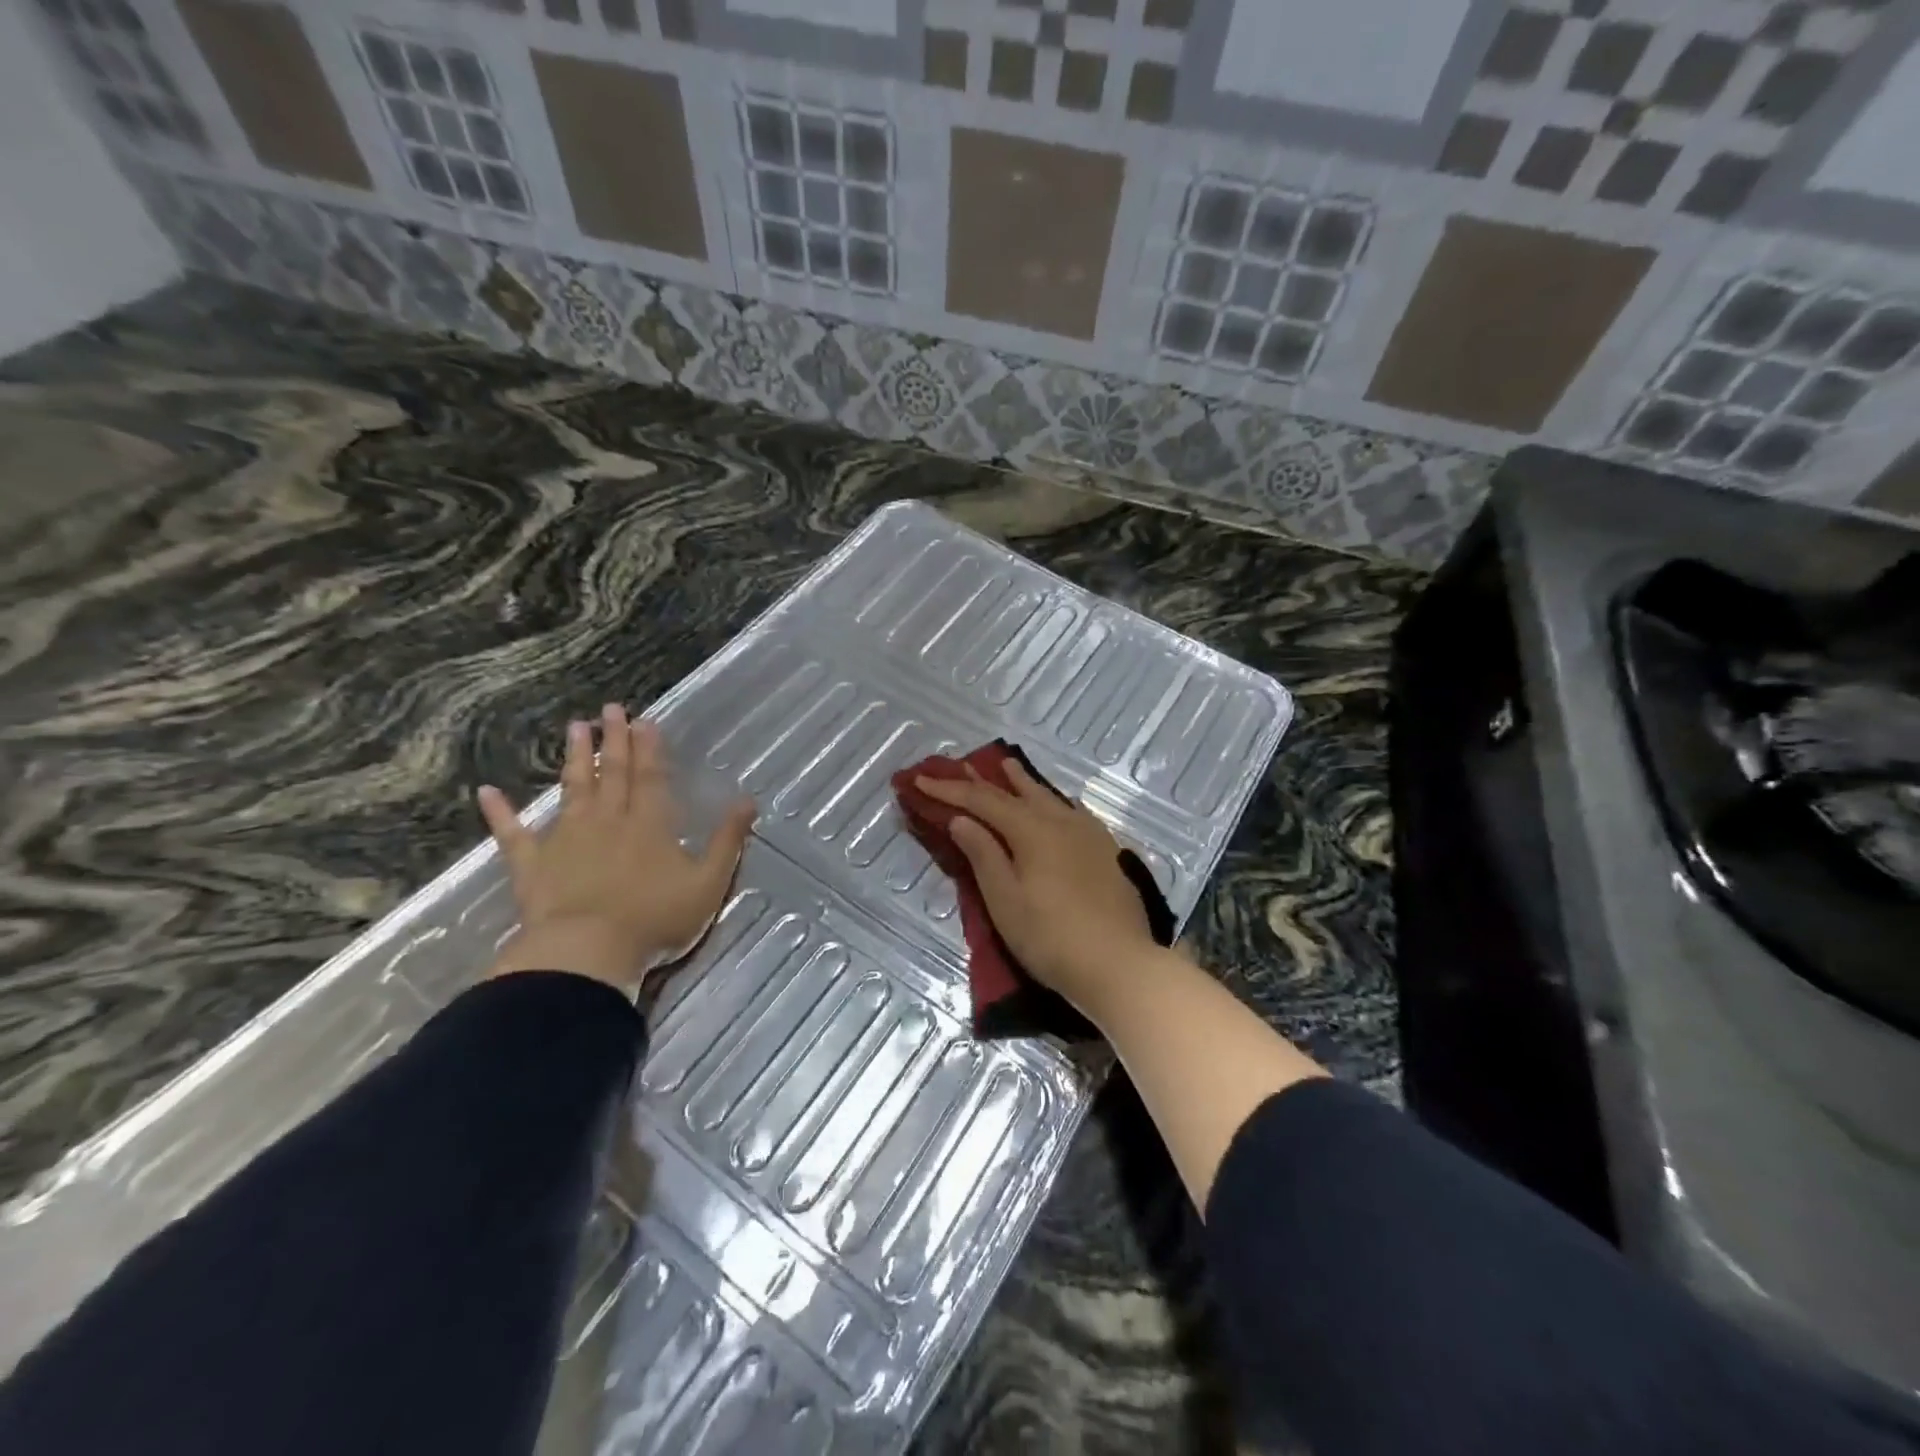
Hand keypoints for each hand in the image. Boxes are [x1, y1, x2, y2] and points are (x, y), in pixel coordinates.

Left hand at [478, 704, 755, 992]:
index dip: (650, 749)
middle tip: (611, 709)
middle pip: (612, 774)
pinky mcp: (533, 865)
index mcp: (650, 825)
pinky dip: (500, 813)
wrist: (589, 952)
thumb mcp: (709, 883)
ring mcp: (566, 839)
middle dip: (614, 740)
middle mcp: (608, 821)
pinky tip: (486, 792)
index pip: (651, 777)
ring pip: (572, 790)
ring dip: (574, 758)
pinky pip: (512, 834)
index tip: (646, 720)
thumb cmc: (655, 920)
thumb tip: (748, 801)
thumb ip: (728, 841)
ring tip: (575, 727)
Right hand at [915, 758, 1160, 1018]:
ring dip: (1022, 783)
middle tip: (959, 765)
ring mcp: (1088, 834)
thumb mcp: (1005, 900)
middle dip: (983, 780)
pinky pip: (1071, 811)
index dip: (950, 790)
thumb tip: (961, 819)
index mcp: (1032, 830)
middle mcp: (1061, 821)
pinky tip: (1056, 805)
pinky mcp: (1106, 851)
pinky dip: (1052, 801)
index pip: (982, 801)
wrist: (1120, 965)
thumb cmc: (1051, 938)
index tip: (921, 779)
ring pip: (1048, 798)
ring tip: (1007, 766)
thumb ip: (983, 855)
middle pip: (1016, 793)